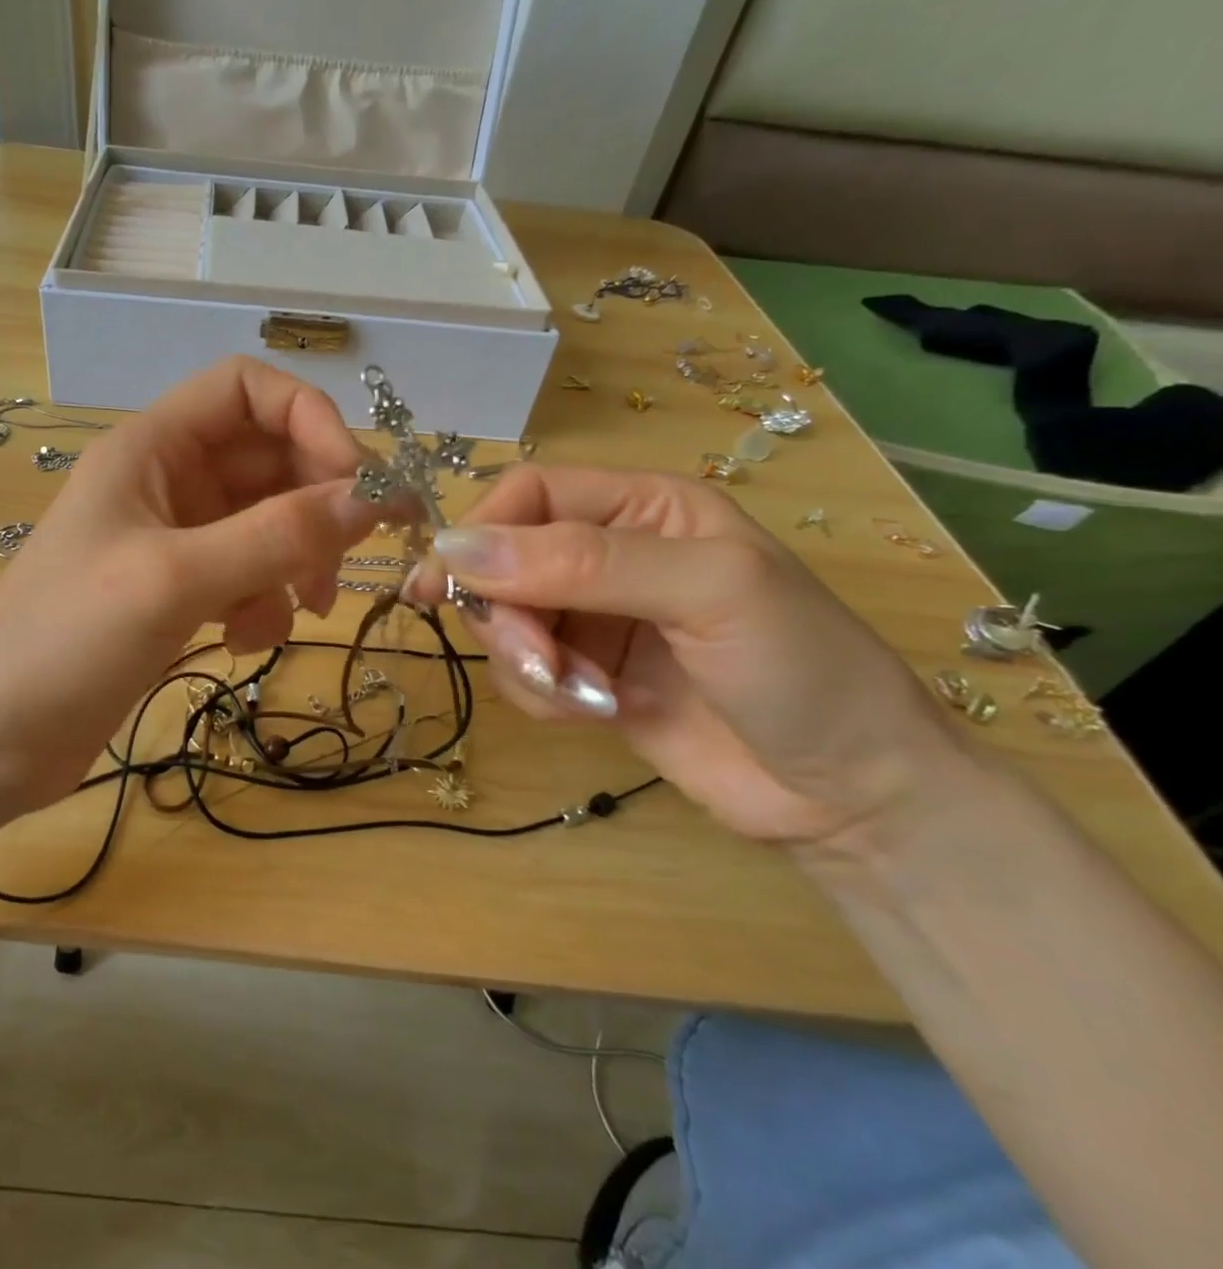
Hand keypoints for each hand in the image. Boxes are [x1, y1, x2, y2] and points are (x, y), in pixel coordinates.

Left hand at [0, 358, 379, 823]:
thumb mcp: (175, 579)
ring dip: (295, 562)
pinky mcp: (180, 591)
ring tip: (302, 612)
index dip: (309, 420)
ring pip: (268, 524)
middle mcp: (168, 481)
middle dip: (314, 507)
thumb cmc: (65, 641)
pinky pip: (249, 575)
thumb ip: (275, 536)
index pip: (248, 390)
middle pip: (270, 460)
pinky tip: (242, 643)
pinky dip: (264, 604)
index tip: (353, 483)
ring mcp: (175, 539)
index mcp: (153, 448)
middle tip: (343, 563)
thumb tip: (370, 500)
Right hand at [405, 466, 969, 845]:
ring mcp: (594, 620)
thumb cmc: (800, 668)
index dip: (480, 531)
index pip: (529, 494)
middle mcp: (608, 555)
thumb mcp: (705, 590)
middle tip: (536, 659)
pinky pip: (523, 673)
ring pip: (505, 621)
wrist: (851, 795)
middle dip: (506, 615)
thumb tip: (456, 548)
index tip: (438, 583)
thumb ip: (583, 561)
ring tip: (585, 696)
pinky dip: (542, 696)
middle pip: (504, 562)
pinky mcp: (585, 677)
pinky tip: (597, 713)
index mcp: (642, 507)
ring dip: (526, 662)